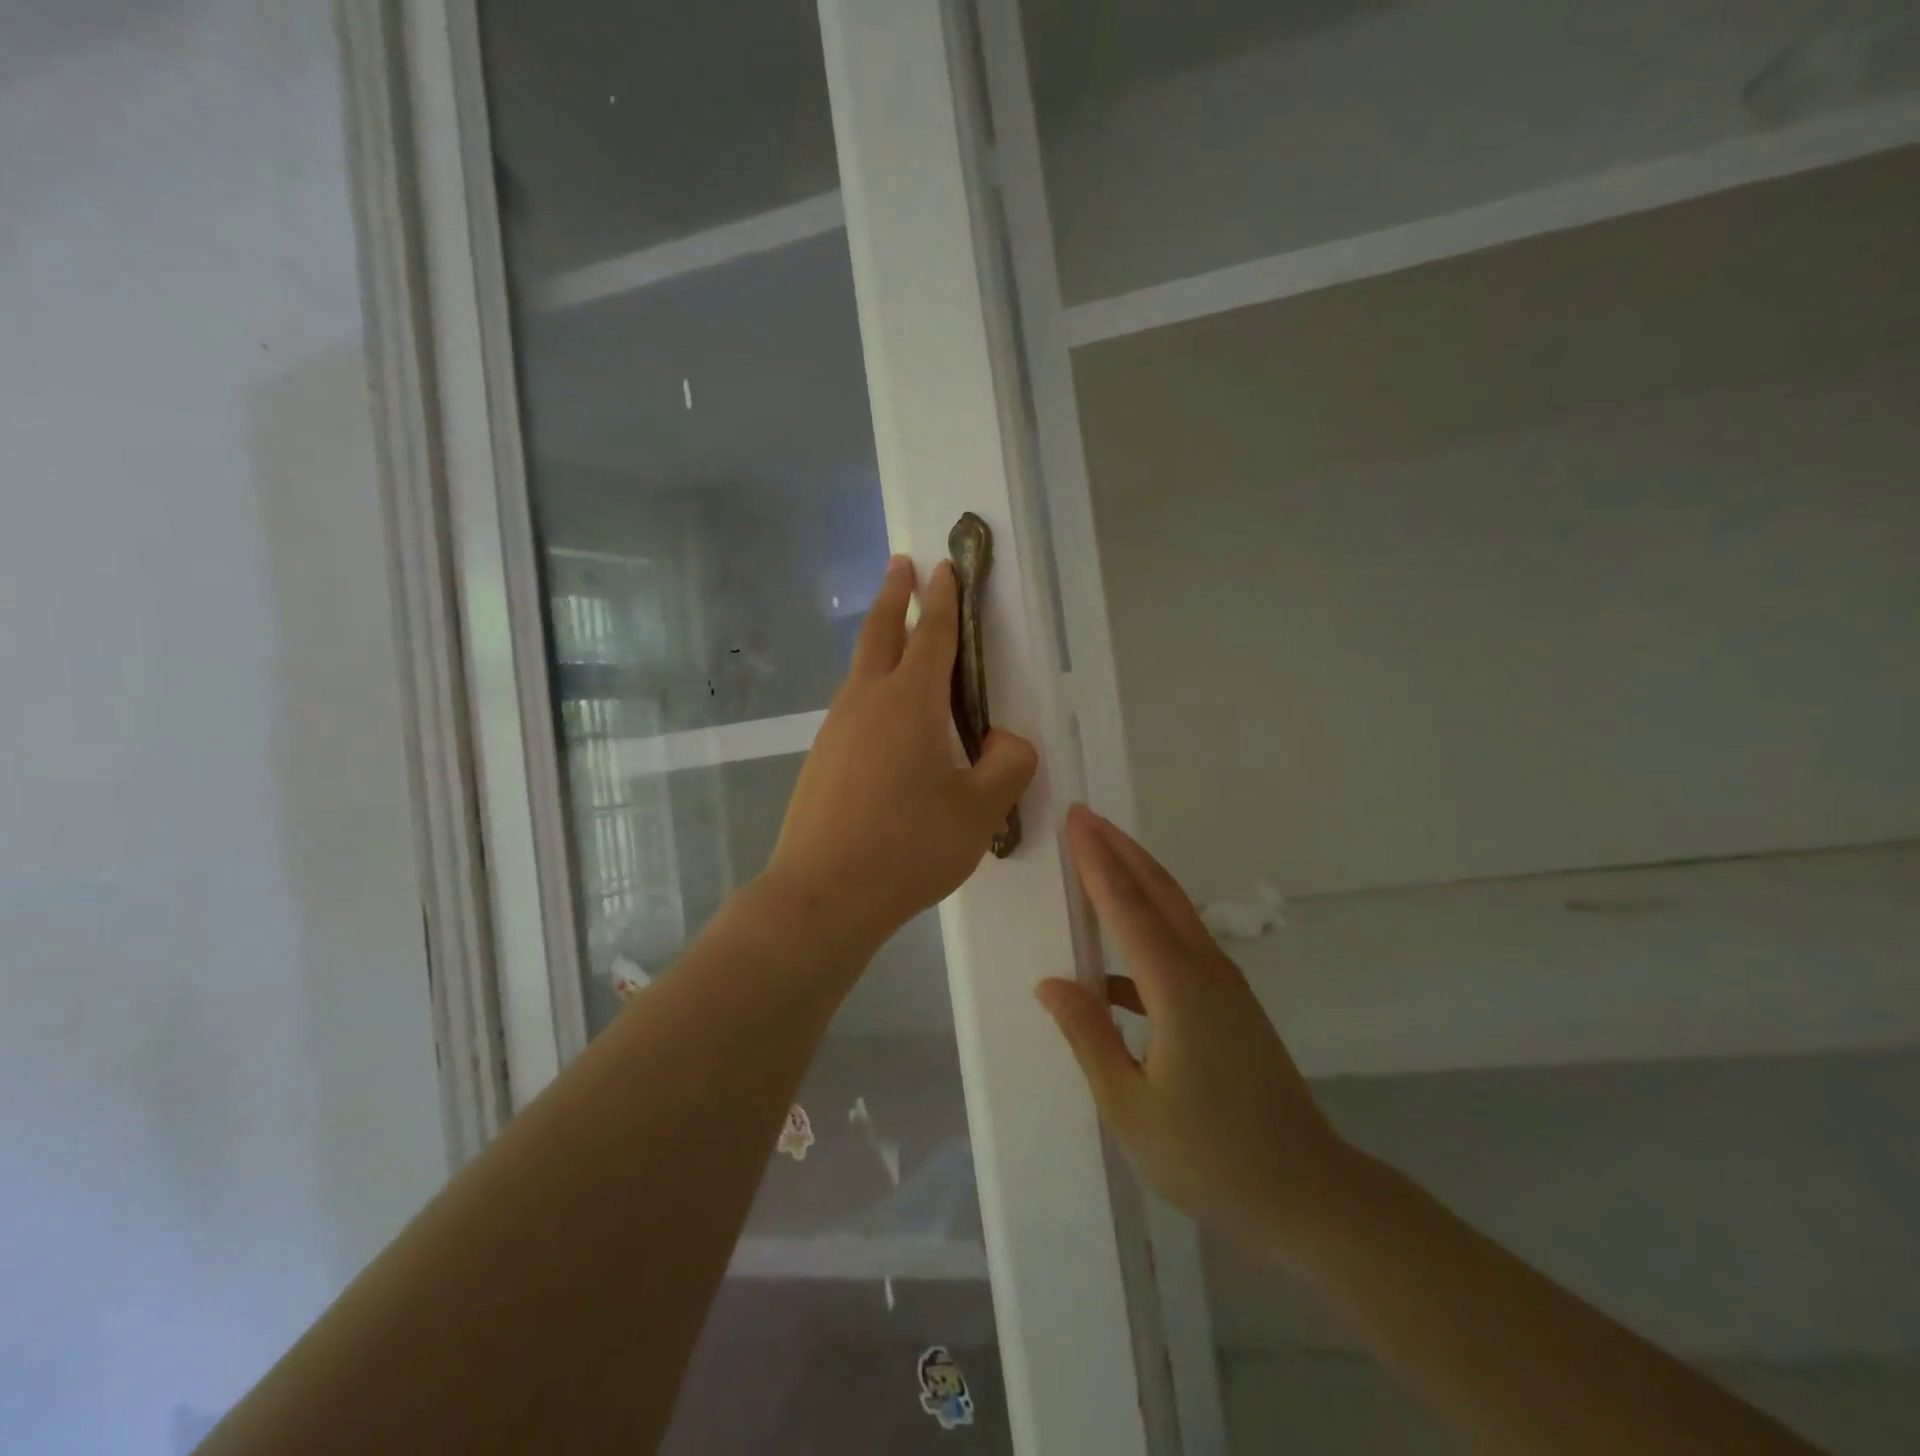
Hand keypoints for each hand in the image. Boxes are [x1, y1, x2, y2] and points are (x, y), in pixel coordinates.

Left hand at [767, 555, 1036, 956]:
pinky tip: (881, 716)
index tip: (944, 568)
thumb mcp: (979, 810)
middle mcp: (867, 703)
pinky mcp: (821, 759)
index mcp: (910, 703)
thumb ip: (1007, 766)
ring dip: (878, 639)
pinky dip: (869, 687)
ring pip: (860, 669)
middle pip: (879, 633)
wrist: (822, 894)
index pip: (931, 636)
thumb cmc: (908, 847)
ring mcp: (836, 730)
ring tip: (893, 633)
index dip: (943, 600)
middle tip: (901, 564)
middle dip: (894, 595)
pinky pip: (851, 707)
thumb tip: (1005, 742)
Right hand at [1037, 807, 1360, 1266]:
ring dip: (1137, 878)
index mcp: (1177, 987)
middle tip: (1085, 816)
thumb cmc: (1210, 1156)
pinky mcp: (1232, 1005)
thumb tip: (1050, 982)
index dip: (1097, 860)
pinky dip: (1148, 928)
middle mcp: (1204, 970)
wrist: (1307, 1195)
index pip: (1127, 906)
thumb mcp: (1130, 1106)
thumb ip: (1088, 1035)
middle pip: (1158, 891)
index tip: (1076, 818)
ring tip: (1099, 858)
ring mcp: (1225, 986)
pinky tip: (1115, 964)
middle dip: (1119, 849)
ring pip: (1175, 912)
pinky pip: (1182, 945)